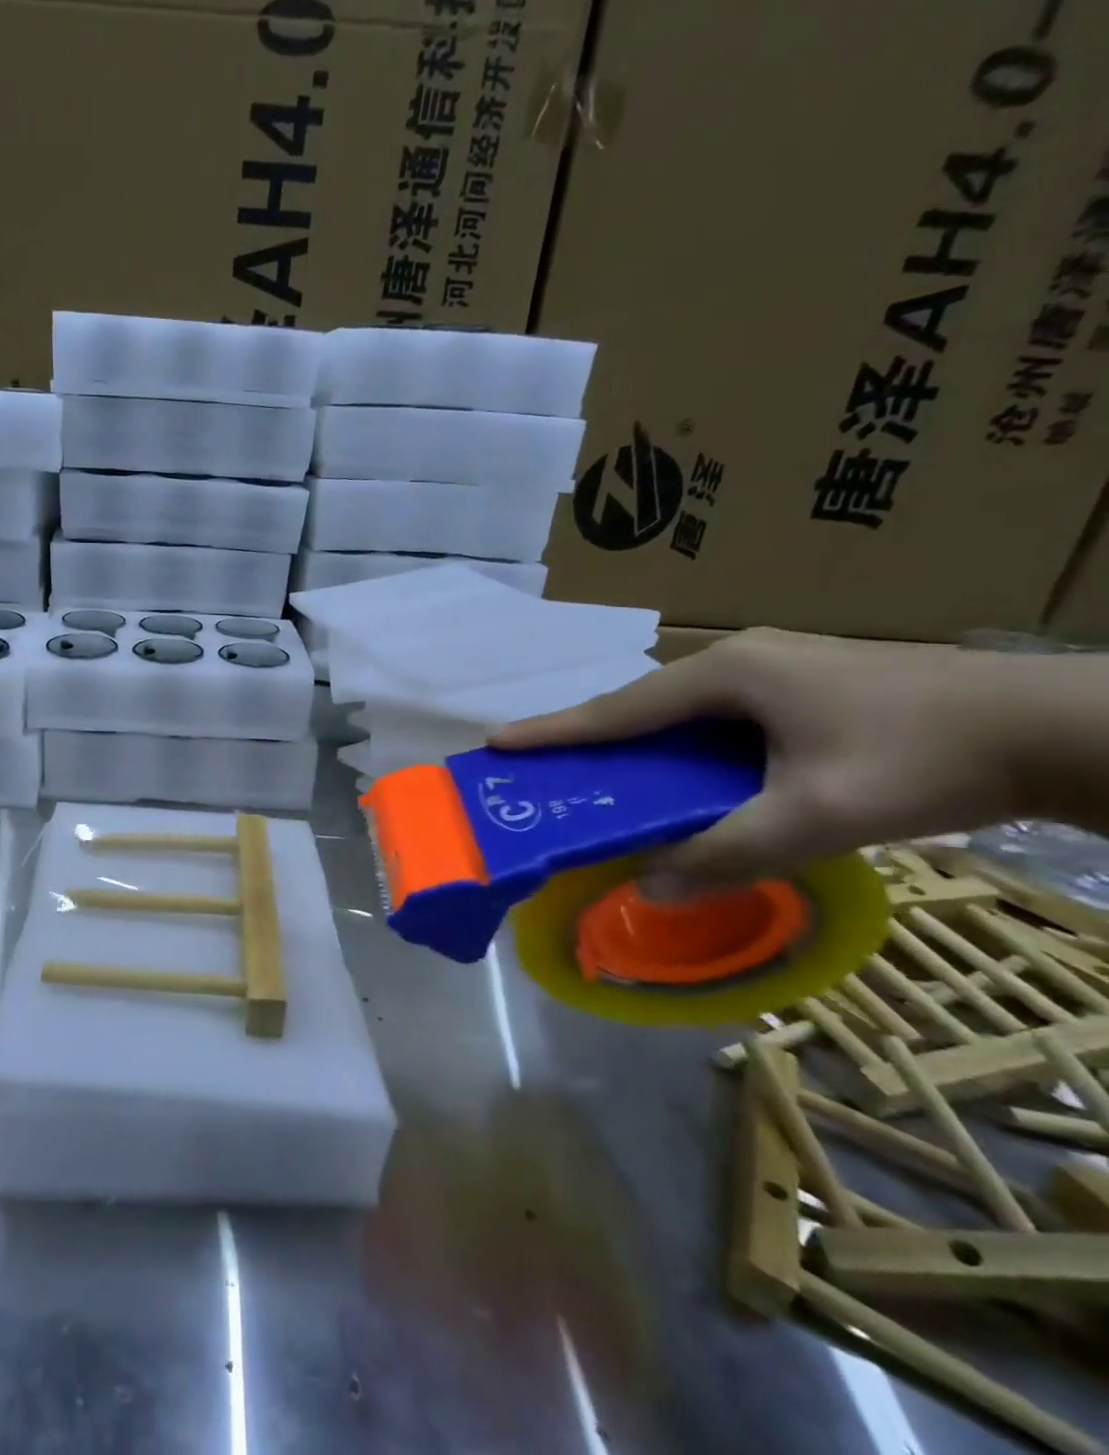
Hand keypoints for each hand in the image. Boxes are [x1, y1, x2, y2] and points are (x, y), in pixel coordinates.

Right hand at [491, 629, 1027, 897]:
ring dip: (639, 745)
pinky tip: (684, 775)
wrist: (1061, 726)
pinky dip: (681, 747)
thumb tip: (648, 890)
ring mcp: (772, 665)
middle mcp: (737, 659)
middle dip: (592, 738)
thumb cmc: (926, 759)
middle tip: (549, 771)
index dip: (554, 730)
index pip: (617, 709)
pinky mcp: (800, 682)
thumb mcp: (818, 817)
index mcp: (725, 675)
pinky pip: (713, 716)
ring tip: (608, 779)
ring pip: (678, 712)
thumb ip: (728, 854)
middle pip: (641, 706)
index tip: (497, 742)